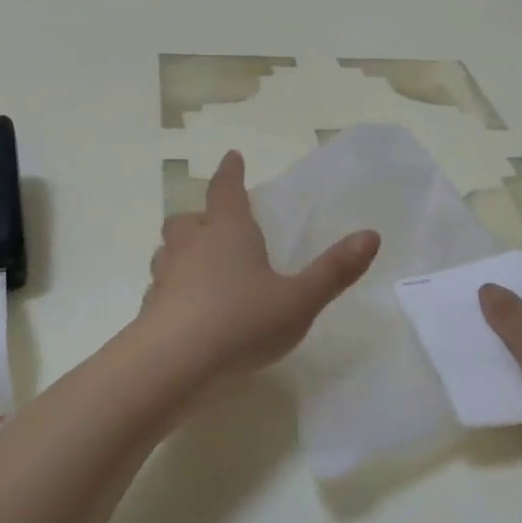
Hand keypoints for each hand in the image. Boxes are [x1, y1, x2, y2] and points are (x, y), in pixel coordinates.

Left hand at [141, 151, 380, 384]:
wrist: (173, 365)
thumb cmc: (242, 322)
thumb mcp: (299, 300)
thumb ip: (334, 270)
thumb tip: (371, 235)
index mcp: (228, 232)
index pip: (226, 190)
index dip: (231, 172)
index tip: (232, 156)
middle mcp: (191, 246)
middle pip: (187, 220)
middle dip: (201, 217)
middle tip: (215, 225)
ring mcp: (165, 277)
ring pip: (168, 252)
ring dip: (182, 252)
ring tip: (199, 266)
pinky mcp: (150, 310)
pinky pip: (161, 288)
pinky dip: (173, 290)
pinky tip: (188, 310)